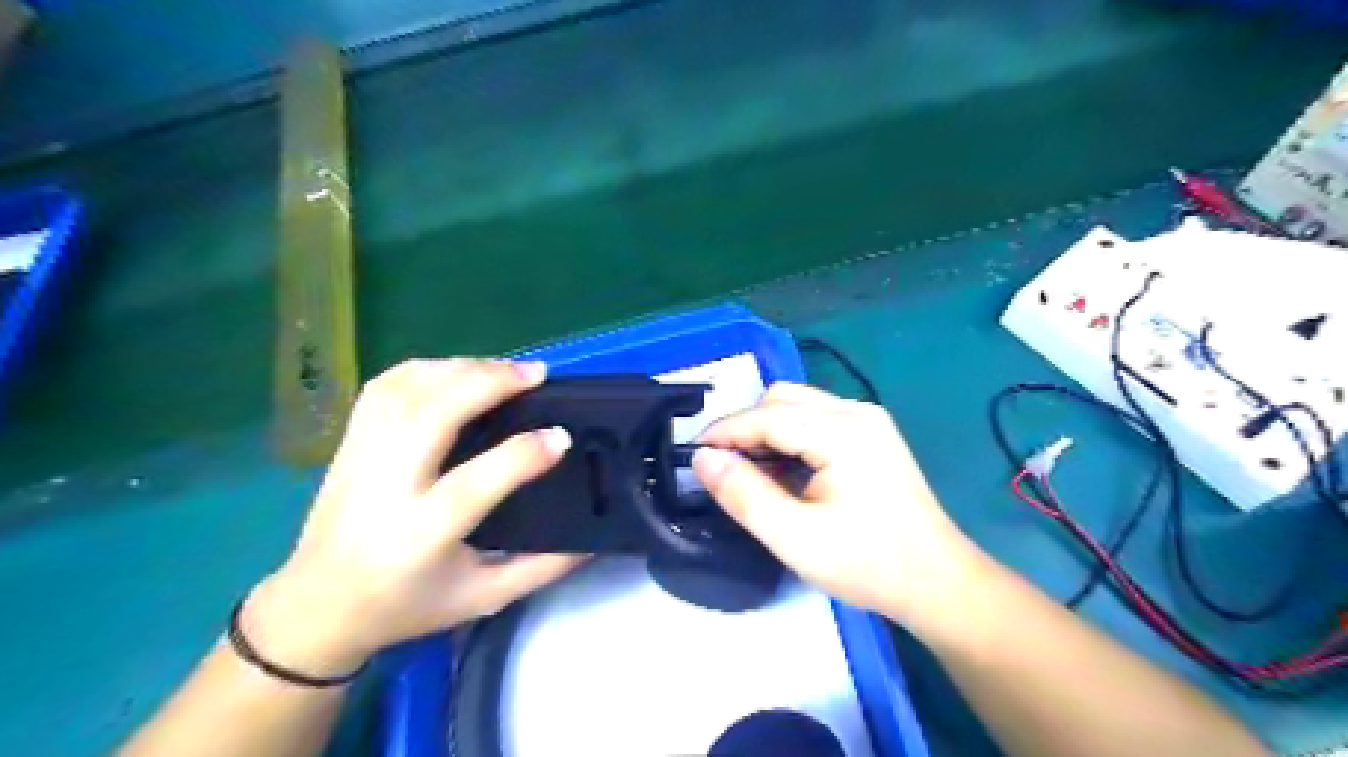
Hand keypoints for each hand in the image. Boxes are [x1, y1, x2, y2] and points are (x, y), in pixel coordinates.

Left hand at [239, 359, 585, 676]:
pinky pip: (384, 387)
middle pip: (434, 414)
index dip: (524, 453)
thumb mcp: (482, 598)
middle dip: (489, 383)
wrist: (318, 606)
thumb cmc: (407, 606)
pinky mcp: (349, 442)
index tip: (561, 436)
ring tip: (505, 369)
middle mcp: (386, 488)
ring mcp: (361, 458)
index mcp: (421, 534)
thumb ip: (540, 569)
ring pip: (407, 391)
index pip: (476, 480)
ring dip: (462, 369)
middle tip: (536, 374)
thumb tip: (591, 539)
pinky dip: (426, 368)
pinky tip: (458, 370)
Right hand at [690, 386, 987, 632]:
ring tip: (750, 472)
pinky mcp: (872, 434)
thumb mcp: (795, 537)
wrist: (937, 582)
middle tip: (722, 467)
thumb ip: (744, 494)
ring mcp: (868, 420)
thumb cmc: (868, 564)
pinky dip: (790, 436)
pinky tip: (784, 471)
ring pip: (798, 405)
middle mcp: (856, 412)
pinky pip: (817, 418)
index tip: (692, 454)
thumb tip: (703, 459)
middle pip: (782, 399)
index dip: (724, 432)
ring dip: (767, 430)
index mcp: (841, 432)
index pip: (766, 416)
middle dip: (745, 427)